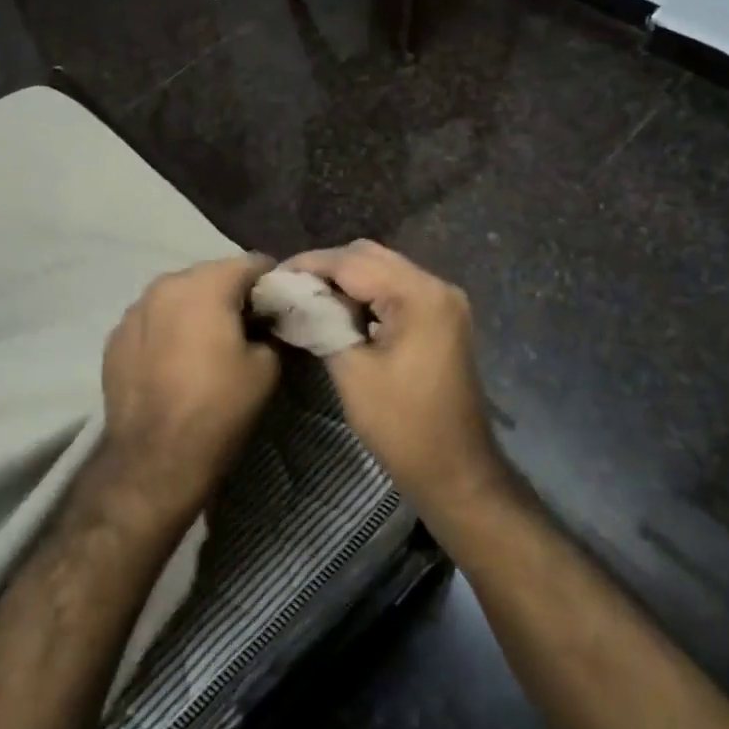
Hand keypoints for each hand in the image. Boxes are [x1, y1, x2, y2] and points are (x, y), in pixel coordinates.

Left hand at [96, 254, 281, 531]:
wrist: (153, 459)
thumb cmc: (218, 407)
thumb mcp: (266, 368)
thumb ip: (271, 330)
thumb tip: (265, 323)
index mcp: (206, 284)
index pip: (252, 263)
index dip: (273, 283)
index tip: (281, 307)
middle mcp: (165, 284)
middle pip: (212, 275)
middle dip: (233, 294)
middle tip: (249, 327)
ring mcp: (134, 309)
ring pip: (179, 296)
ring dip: (198, 310)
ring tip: (208, 345)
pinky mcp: (115, 337)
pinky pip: (153, 321)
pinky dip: (169, 330)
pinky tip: (175, 361)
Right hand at [281, 241, 507, 517]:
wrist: (456, 471)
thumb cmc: (403, 426)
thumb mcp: (352, 372)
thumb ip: (323, 323)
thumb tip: (295, 298)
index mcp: (419, 295)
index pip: (352, 262)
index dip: (308, 265)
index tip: (272, 277)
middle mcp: (436, 286)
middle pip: (370, 256)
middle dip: (326, 268)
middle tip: (287, 288)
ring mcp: (443, 302)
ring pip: (383, 270)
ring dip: (345, 280)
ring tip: (306, 297)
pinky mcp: (441, 319)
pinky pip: (396, 290)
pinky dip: (366, 294)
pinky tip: (339, 312)